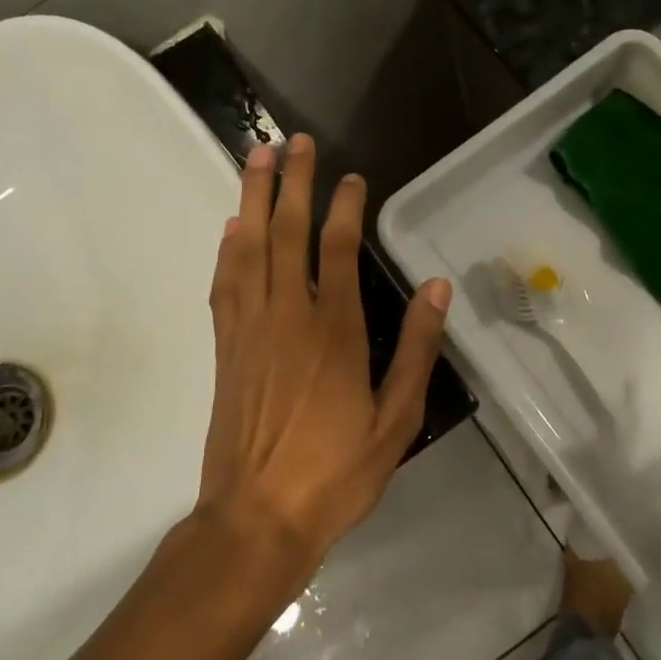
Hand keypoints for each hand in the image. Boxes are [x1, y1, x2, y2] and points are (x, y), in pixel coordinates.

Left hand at [196, 135, 452, 573]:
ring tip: (255, 157)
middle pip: (285, 232)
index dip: (345, 206)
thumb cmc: (336, 472)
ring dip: (250, 198)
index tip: (352, 177)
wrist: (257, 519)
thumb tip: (436, 289)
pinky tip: (230, 228)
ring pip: (247, 248)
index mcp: (334, 330)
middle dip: (290, 182)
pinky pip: (224, 284)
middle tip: (292, 140)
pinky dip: (226, 249)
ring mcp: (249, 329)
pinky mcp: (225, 348)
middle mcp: (287, 316)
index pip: (339, 248)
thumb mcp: (396, 420)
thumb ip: (416, 350)